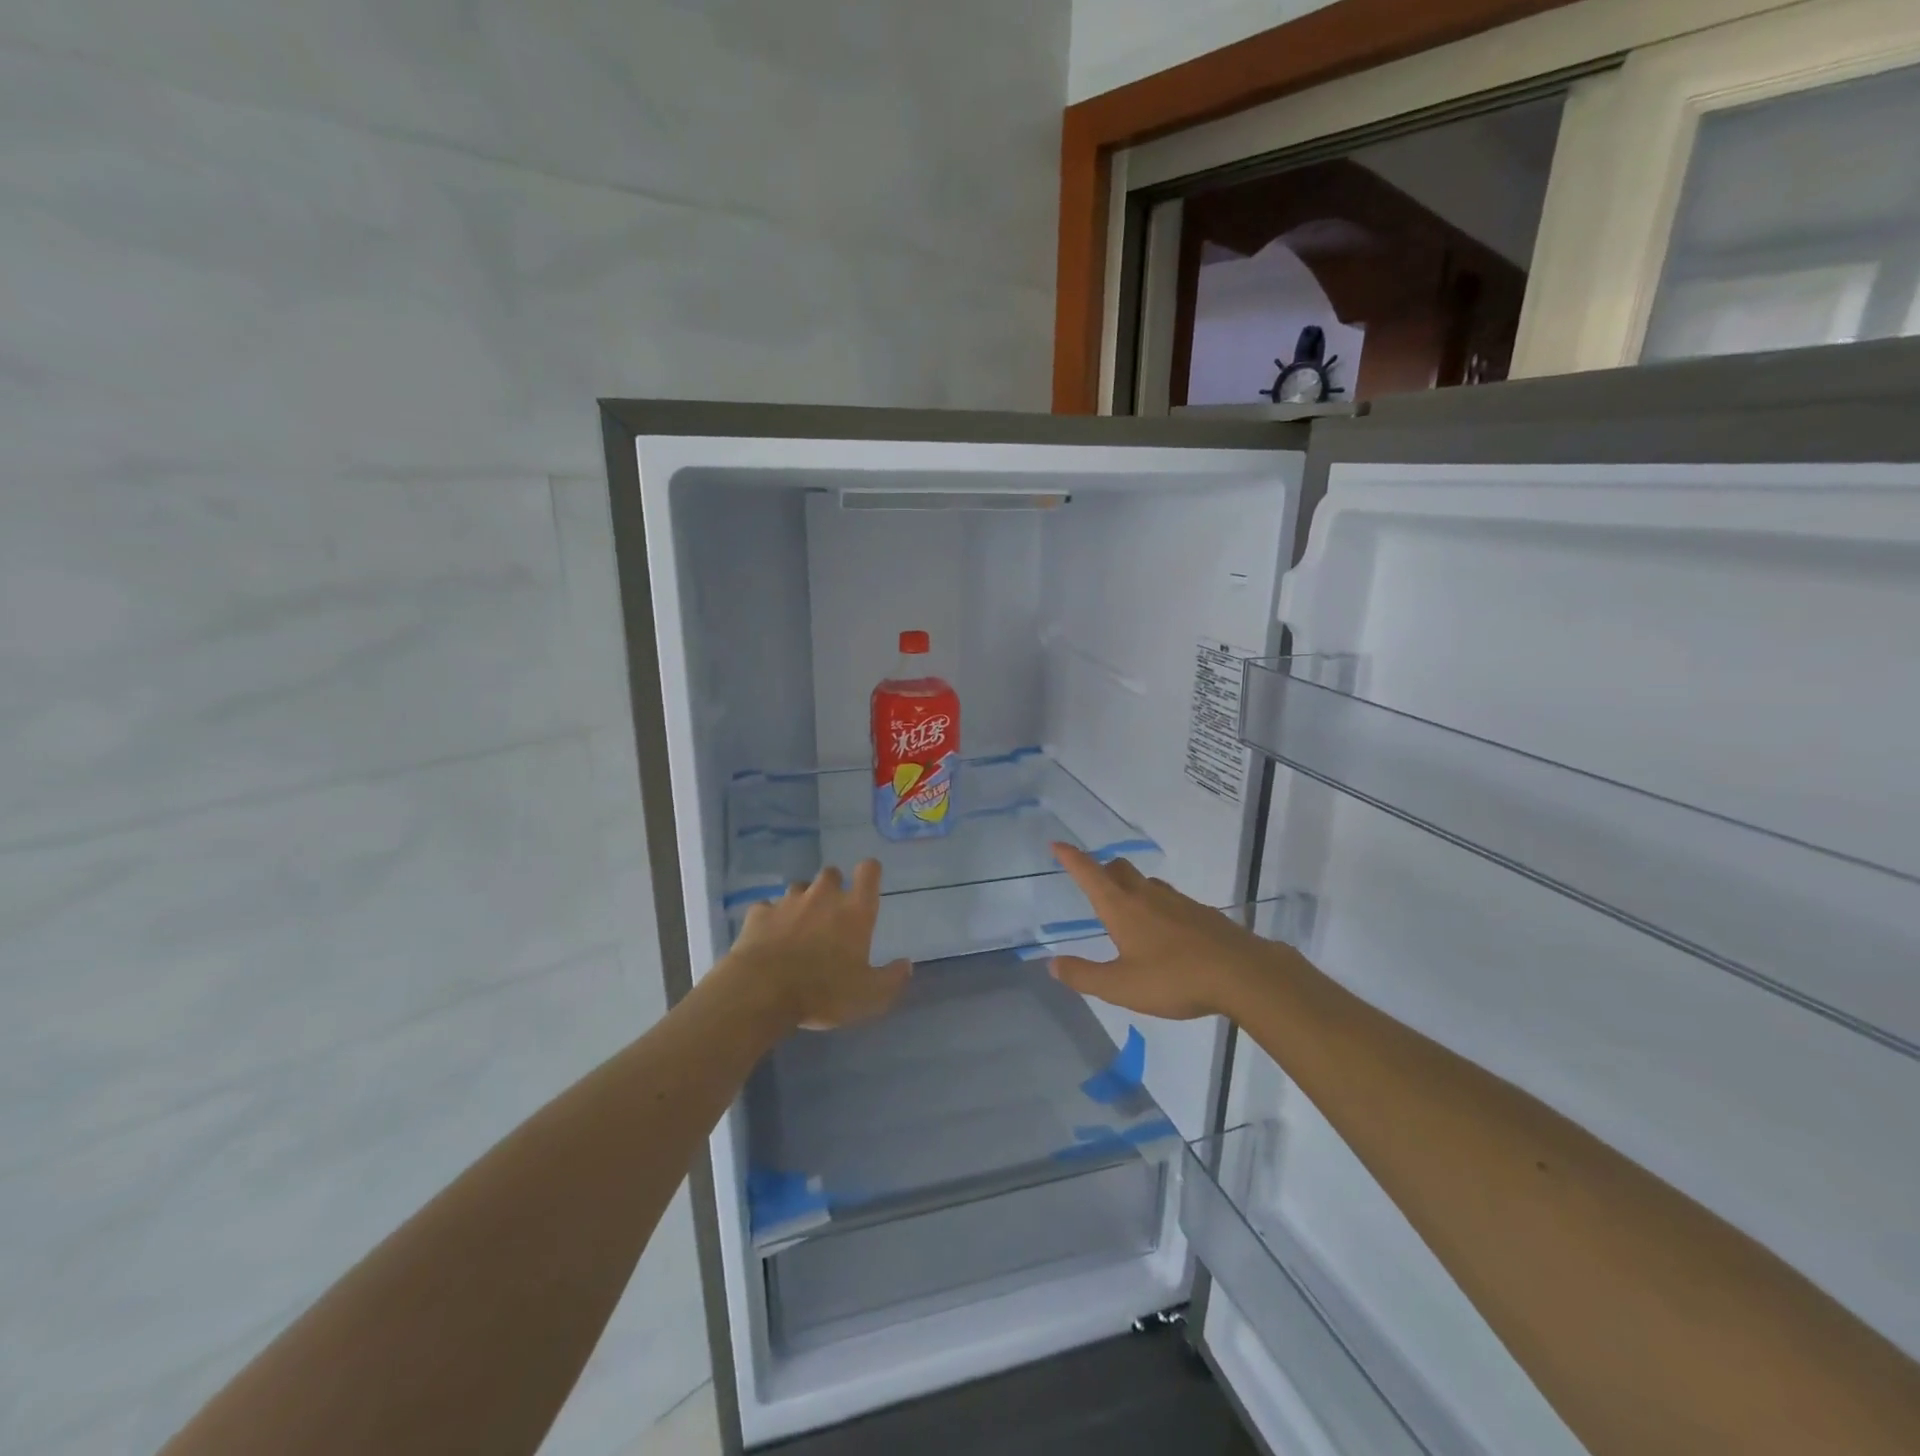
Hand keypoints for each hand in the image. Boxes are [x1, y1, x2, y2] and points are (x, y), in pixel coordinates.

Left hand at [726, 861, 910, 1030]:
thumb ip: (892, 978)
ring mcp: (788, 902)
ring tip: (798, 925)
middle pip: (831, 873)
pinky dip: (770, 918)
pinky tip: (767, 937)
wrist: (762, 992)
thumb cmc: (824, 992)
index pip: (869, 871)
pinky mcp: (759, 914)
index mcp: (855, 911)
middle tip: (831, 912)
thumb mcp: (869, 996)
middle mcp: (823, 896)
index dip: (870, 872)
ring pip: (798, 888)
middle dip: (832, 887)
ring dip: (801, 901)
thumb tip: (907, 964)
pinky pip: (767, 908)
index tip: (868, 881)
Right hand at [1047, 842, 1272, 1020]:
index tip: (1057, 845)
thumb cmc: (1174, 978)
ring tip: (1128, 909)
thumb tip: (1052, 964)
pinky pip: (1172, 901)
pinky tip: (1166, 931)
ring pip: (1147, 883)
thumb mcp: (1120, 986)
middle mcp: (1147, 896)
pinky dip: (1159, 906)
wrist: (1243, 974)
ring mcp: (1179, 902)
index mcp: (1122, 907)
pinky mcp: (1203, 914)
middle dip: (1102, 870)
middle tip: (1094, 882)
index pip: (1089, 873)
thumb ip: (1084, 975)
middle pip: (1119, 869)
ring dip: (1132, 887)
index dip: (1071, 858)